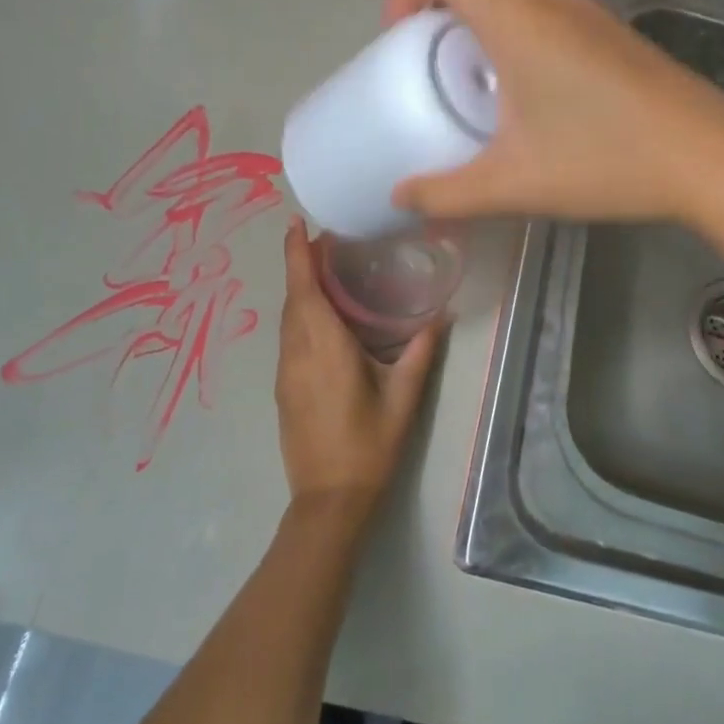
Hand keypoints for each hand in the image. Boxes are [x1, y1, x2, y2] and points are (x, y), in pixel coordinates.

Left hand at [275, 217, 438, 515]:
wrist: (329, 500)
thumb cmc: (368, 446)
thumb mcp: (403, 398)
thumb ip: (420, 353)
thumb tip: (440, 317)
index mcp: (324, 347)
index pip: (303, 288)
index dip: (296, 253)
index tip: (295, 223)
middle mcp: (297, 352)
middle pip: (292, 298)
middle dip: (301, 265)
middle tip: (328, 242)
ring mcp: (285, 372)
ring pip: (287, 318)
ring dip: (300, 290)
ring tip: (326, 272)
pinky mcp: (283, 388)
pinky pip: (288, 337)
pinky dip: (300, 315)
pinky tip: (323, 318)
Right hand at [382, 0, 723, 225]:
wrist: (708, 157)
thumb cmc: (603, 160)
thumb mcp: (512, 183)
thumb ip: (446, 193)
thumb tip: (400, 199)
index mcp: (516, 21)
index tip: (395, 33)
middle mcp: (550, 0)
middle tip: (427, 42)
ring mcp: (589, 11)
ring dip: (483, 1)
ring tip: (471, 59)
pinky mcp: (614, 31)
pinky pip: (550, 3)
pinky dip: (519, 17)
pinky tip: (527, 78)